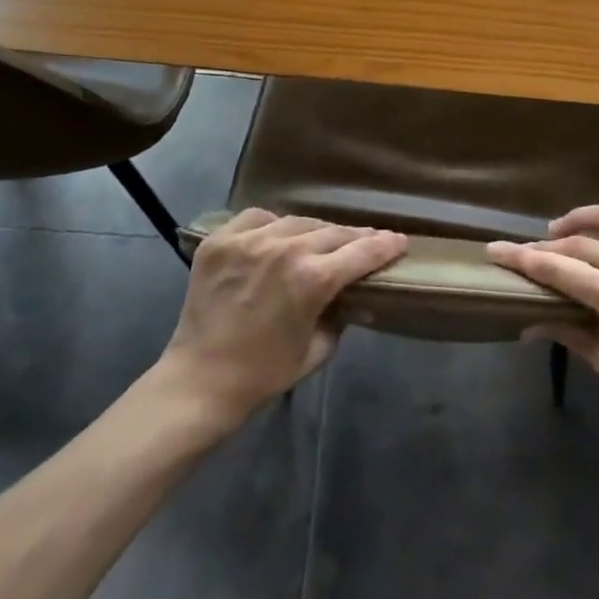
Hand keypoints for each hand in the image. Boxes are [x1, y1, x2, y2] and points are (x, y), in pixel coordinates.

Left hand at [157, 208, 406, 424]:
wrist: (200, 381)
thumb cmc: (263, 373)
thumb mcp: (316, 350)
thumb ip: (339, 316)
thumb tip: (351, 296)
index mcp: (313, 279)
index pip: (362, 252)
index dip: (385, 245)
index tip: (399, 240)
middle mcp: (285, 249)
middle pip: (333, 232)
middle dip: (356, 237)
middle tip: (368, 239)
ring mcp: (250, 241)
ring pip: (297, 221)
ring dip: (316, 231)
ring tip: (322, 238)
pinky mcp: (221, 240)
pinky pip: (258, 218)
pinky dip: (273, 224)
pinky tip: (278, 235)